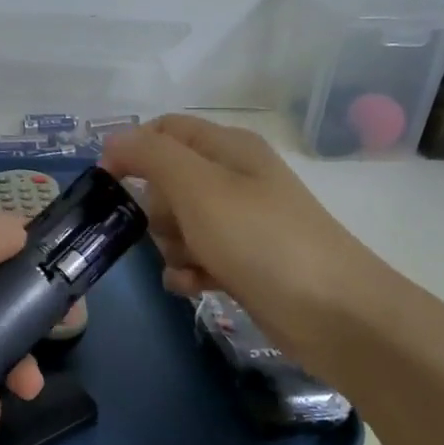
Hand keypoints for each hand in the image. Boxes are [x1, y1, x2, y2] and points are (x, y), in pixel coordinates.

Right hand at [101, 114, 403, 373]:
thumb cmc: (261, 239)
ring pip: (177, 224)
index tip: (109, 183)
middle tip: (174, 228)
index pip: (164, 131)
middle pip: (166, 182)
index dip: (133, 150)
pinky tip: (197, 286)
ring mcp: (240, 222)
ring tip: (193, 263)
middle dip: (157, 209)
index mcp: (227, 148)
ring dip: (171, 246)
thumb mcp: (199, 188)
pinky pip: (195, 258)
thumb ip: (151, 157)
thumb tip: (113, 141)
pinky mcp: (242, 262)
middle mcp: (233, 179)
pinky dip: (188, 271)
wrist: (334, 314)